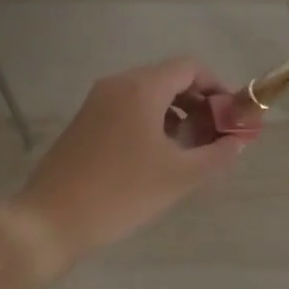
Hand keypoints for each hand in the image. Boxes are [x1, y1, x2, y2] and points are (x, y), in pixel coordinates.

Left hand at [0, 58, 255, 277]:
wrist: (50, 220)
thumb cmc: (120, 193)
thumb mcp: (178, 177)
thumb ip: (216, 155)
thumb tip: (238, 141)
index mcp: (141, 88)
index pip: (190, 68)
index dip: (217, 87)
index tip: (231, 117)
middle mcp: (118, 84)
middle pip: (169, 78)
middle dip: (198, 103)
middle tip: (216, 137)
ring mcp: (98, 101)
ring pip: (148, 94)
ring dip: (176, 114)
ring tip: (192, 151)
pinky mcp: (86, 121)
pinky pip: (129, 109)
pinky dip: (152, 122)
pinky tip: (160, 156)